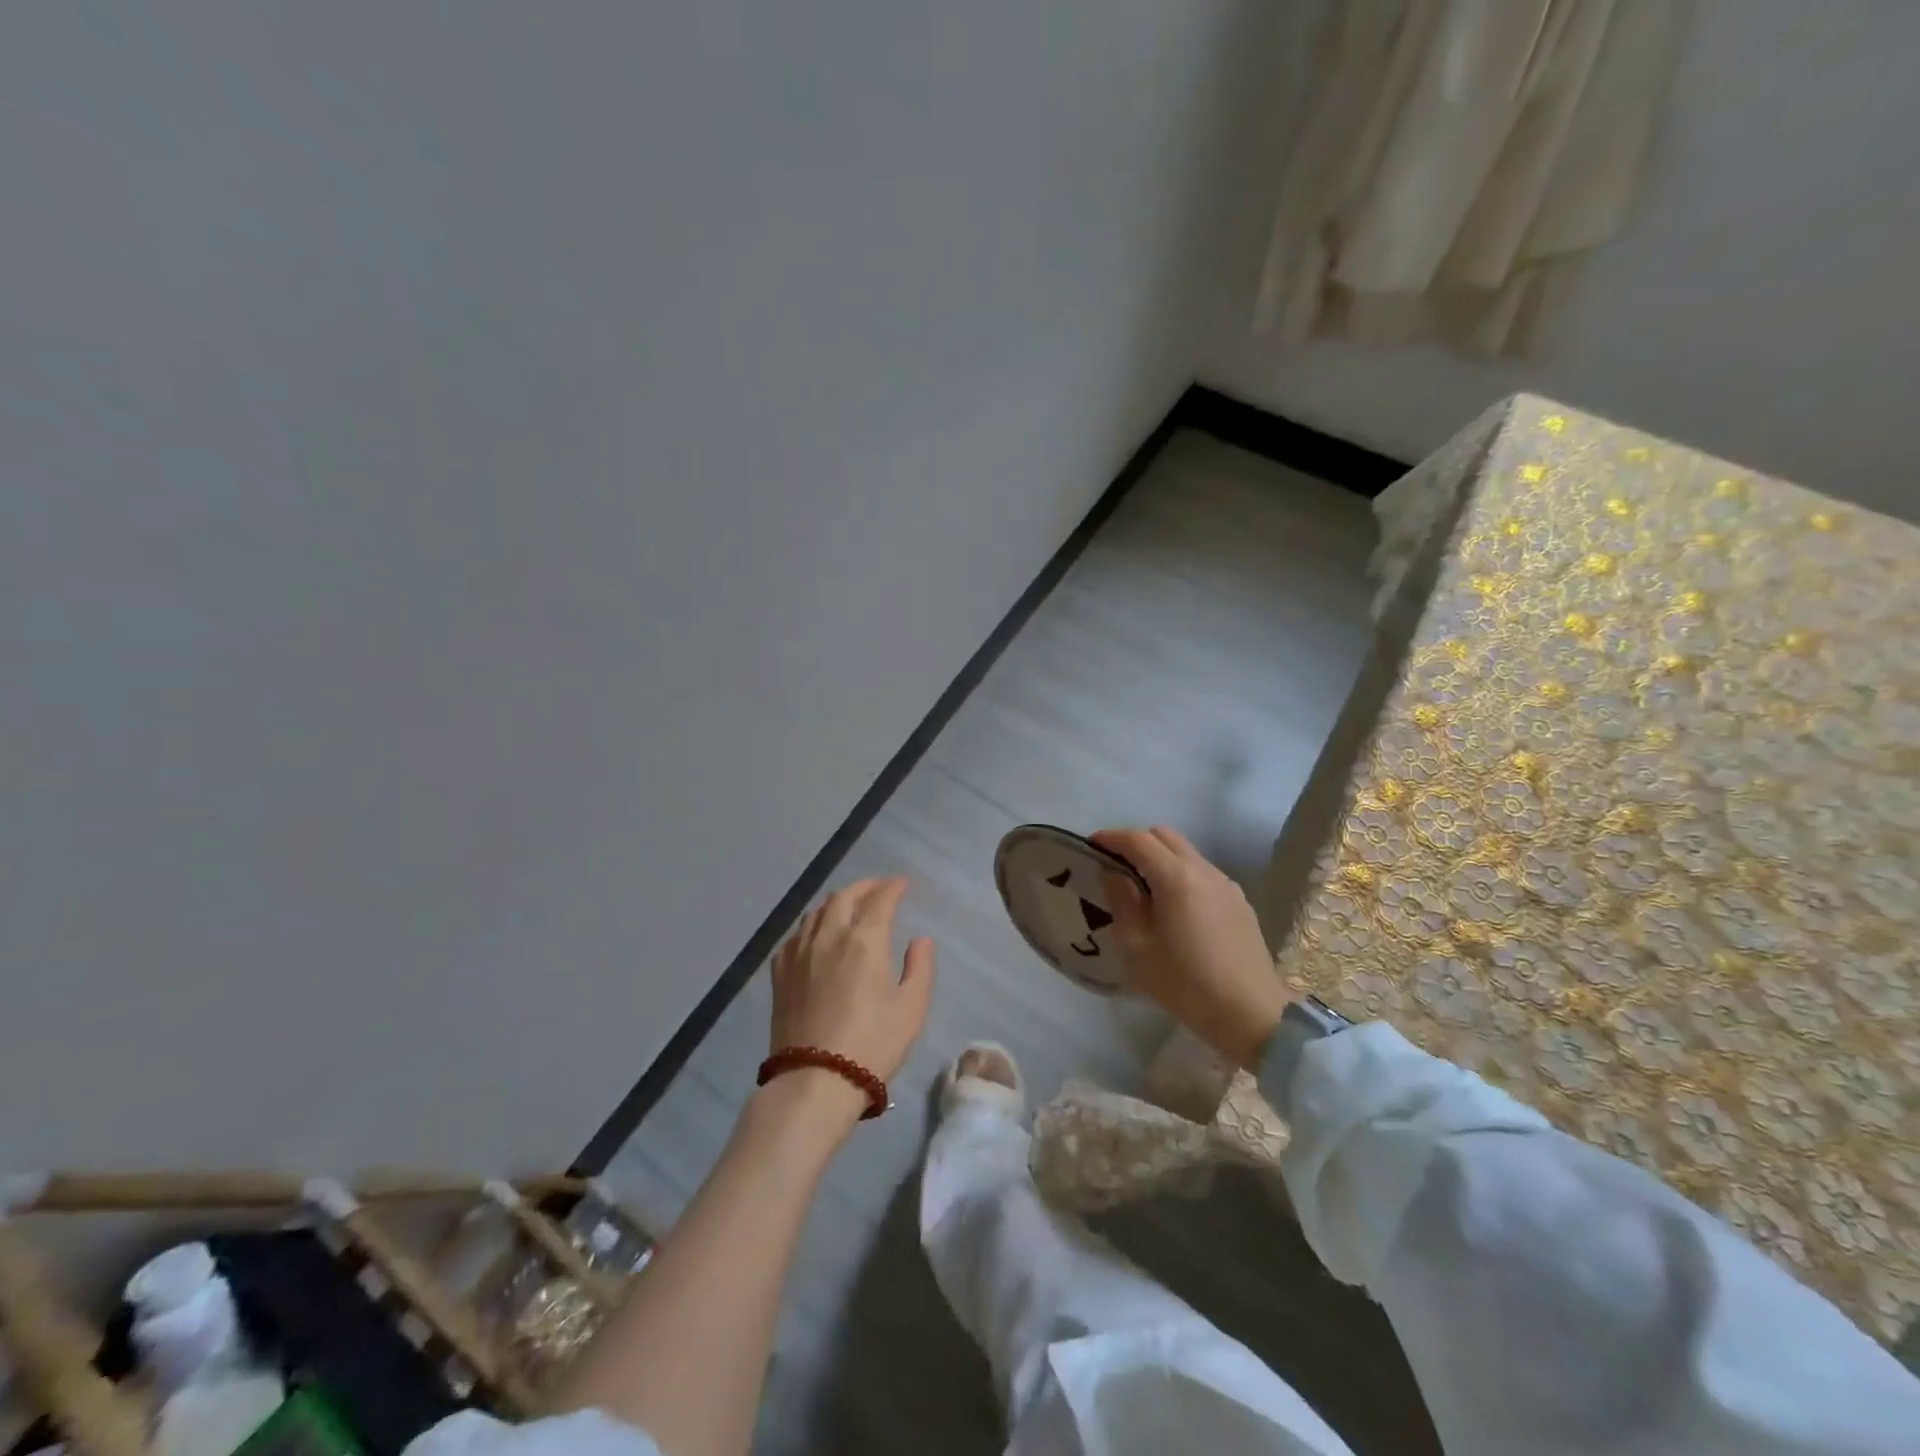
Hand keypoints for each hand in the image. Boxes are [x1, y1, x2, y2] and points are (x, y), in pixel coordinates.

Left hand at [767, 877, 935, 1121]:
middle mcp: (830, 935)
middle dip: (865, 887)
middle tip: (879, 889)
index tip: (903, 884)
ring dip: (837, 901)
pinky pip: (796, 934)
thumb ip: (920, 967)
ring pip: (817, 911)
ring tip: (849, 906)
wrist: (815, 1080)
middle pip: (845, 896)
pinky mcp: (780, 972)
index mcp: (865, 940)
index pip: (880, 899)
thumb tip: (920, 940)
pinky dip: (812, 924)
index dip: (893, 887)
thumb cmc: (873, 1044)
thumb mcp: (911, 1008)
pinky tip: (817, 935)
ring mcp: (800, 952)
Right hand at [1091, 827, 1290, 1068]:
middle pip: (1165, 836)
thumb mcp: (1137, 948)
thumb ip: (1122, 901)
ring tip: (1143, 889)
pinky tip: (1175, 908)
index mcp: (1176, 878)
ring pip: (1187, 853)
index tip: (1091, 845)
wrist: (1251, 1015)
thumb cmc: (1185, 984)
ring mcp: (1226, 885)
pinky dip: (1181, 875)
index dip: (1111, 837)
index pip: (1138, 840)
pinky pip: (1203, 873)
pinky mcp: (1239, 902)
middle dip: (1136, 842)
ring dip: (1161, 858)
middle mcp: (1203, 870)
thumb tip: (1113, 873)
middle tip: (1115, 866)